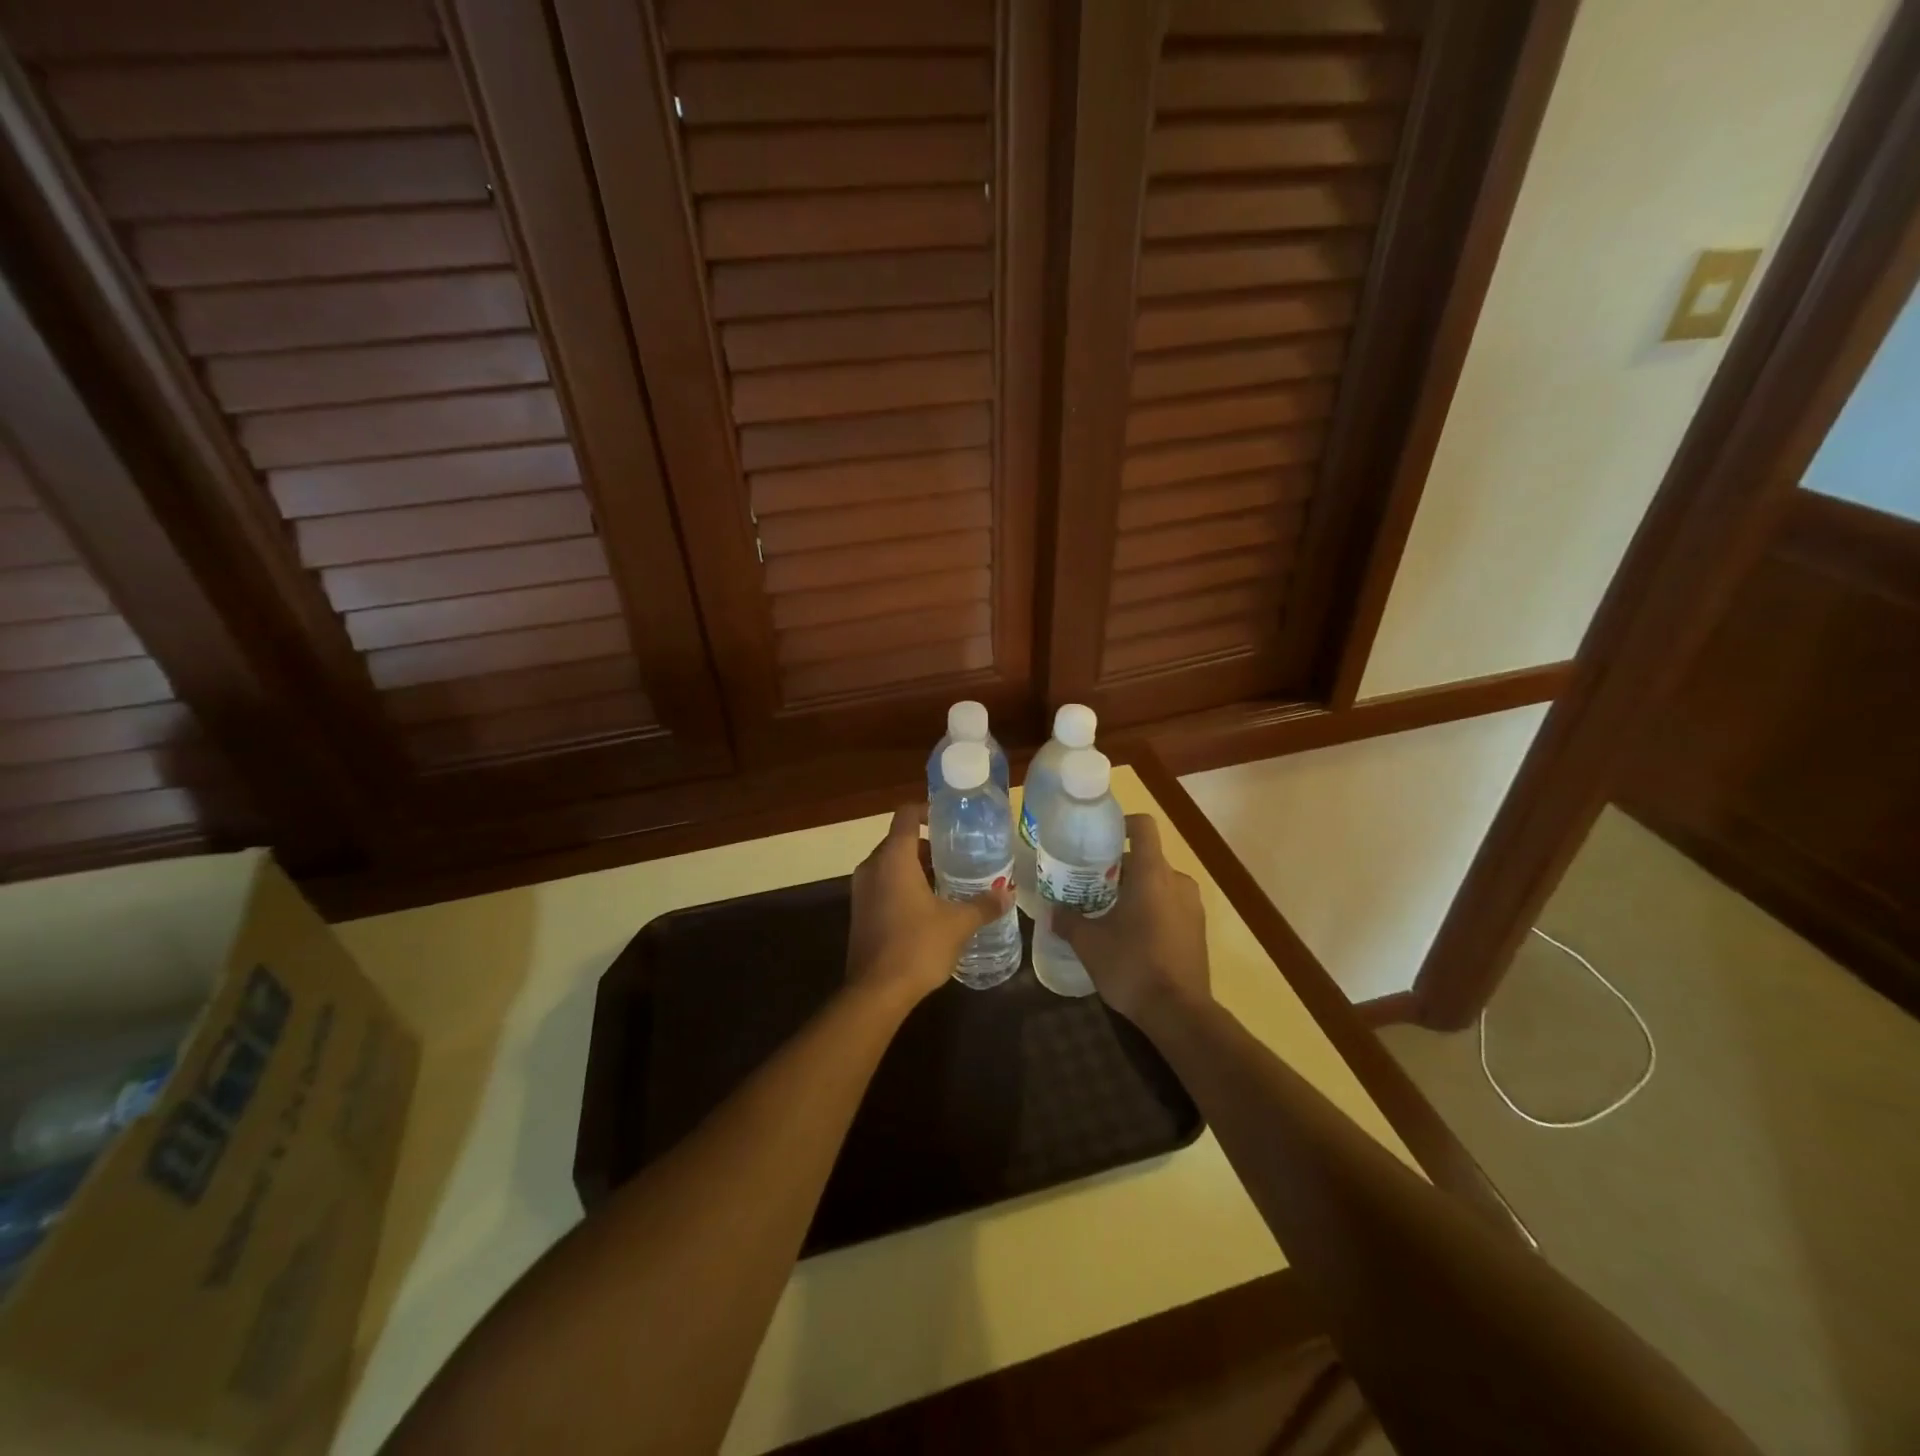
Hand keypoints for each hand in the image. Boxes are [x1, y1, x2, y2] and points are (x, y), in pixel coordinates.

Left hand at [846, 804, 1012, 1009]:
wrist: (875, 992)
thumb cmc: (917, 947)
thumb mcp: (958, 924)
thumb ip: (983, 905)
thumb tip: (1006, 893)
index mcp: (893, 858)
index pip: (906, 816)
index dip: (927, 810)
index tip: (949, 819)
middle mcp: (872, 867)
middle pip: (899, 841)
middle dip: (928, 845)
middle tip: (958, 855)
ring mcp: (861, 891)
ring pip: (890, 865)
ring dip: (916, 868)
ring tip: (948, 881)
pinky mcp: (859, 913)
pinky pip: (883, 886)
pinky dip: (903, 887)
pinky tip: (928, 908)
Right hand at [1054, 815, 1210, 1031]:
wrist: (1180, 1013)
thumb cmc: (1132, 966)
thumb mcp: (1089, 944)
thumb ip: (1068, 921)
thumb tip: (1053, 911)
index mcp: (1152, 874)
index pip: (1143, 826)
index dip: (1121, 823)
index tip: (1099, 838)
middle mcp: (1177, 881)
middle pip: (1146, 859)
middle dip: (1119, 868)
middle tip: (1091, 885)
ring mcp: (1192, 906)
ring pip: (1159, 884)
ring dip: (1136, 891)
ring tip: (1109, 913)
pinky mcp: (1198, 929)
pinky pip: (1171, 905)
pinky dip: (1151, 910)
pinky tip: (1131, 936)